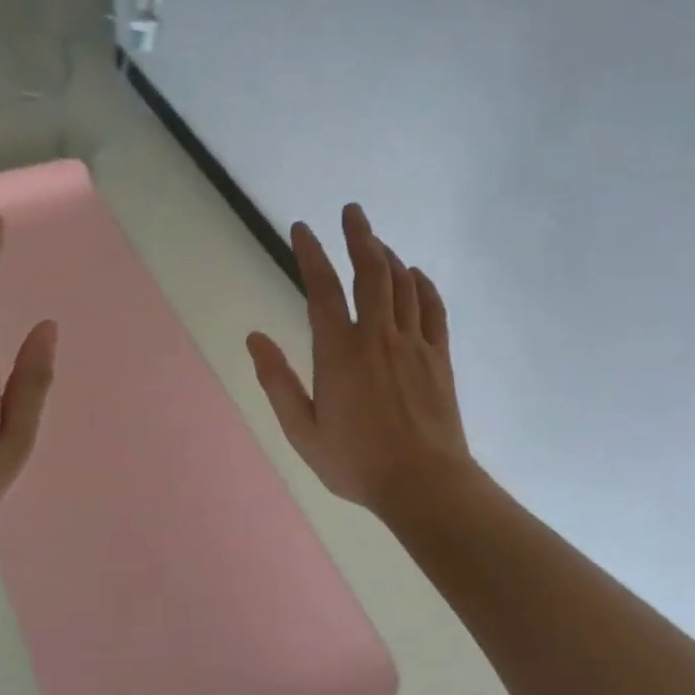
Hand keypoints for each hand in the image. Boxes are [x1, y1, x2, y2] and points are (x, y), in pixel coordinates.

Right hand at [247, 204, 471, 518]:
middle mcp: (377, 336)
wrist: (423, 483)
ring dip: (388, 256)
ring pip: (403, 284)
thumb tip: (254, 338)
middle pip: (370, 272)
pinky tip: (416, 275)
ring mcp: (414, 344)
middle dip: (359, 236)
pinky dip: (423, 285)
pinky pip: (433, 308)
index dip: (311, 254)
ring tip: (376, 241)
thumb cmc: (356, 462)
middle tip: (351, 211)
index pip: (322, 289)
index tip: (302, 229)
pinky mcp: (440, 357)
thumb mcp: (302, 431)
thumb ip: (277, 382)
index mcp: (339, 352)